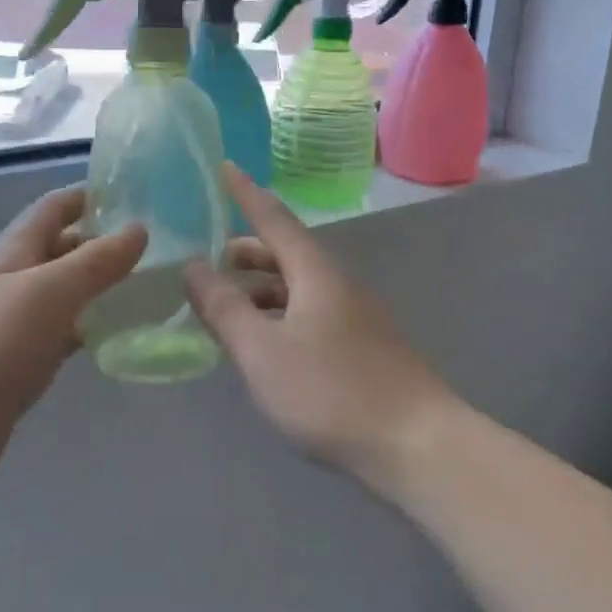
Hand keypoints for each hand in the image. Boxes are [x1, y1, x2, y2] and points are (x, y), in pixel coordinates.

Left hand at [0, 188, 145, 500]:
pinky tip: (127, 334)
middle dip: (106, 242)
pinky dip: (95, 327)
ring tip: (156, 285)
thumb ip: (96, 261)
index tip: (140, 195)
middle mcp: (15, 280)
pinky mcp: (24, 362)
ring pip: (69, 293)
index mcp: (14, 251)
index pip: (56, 207)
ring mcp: (17, 323)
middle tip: (162, 245)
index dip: (92, 195)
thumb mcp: (49, 292)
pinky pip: (67, 333)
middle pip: (64, 248)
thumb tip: (140, 228)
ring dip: (104, 286)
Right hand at [183, 165, 457, 481]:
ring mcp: (357, 315)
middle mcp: (339, 283)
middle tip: (210, 261)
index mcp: (316, 272)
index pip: (274, 218)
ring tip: (229, 308)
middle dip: (248, 252)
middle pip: (287, 253)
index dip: (245, 193)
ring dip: (262, 289)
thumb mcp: (263, 352)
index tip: (225, 166)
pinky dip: (281, 315)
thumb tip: (193, 267)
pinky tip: (268, 345)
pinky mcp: (365, 346)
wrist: (418, 446)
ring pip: (300, 287)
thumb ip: (224, 309)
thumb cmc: (332, 392)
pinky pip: (312, 313)